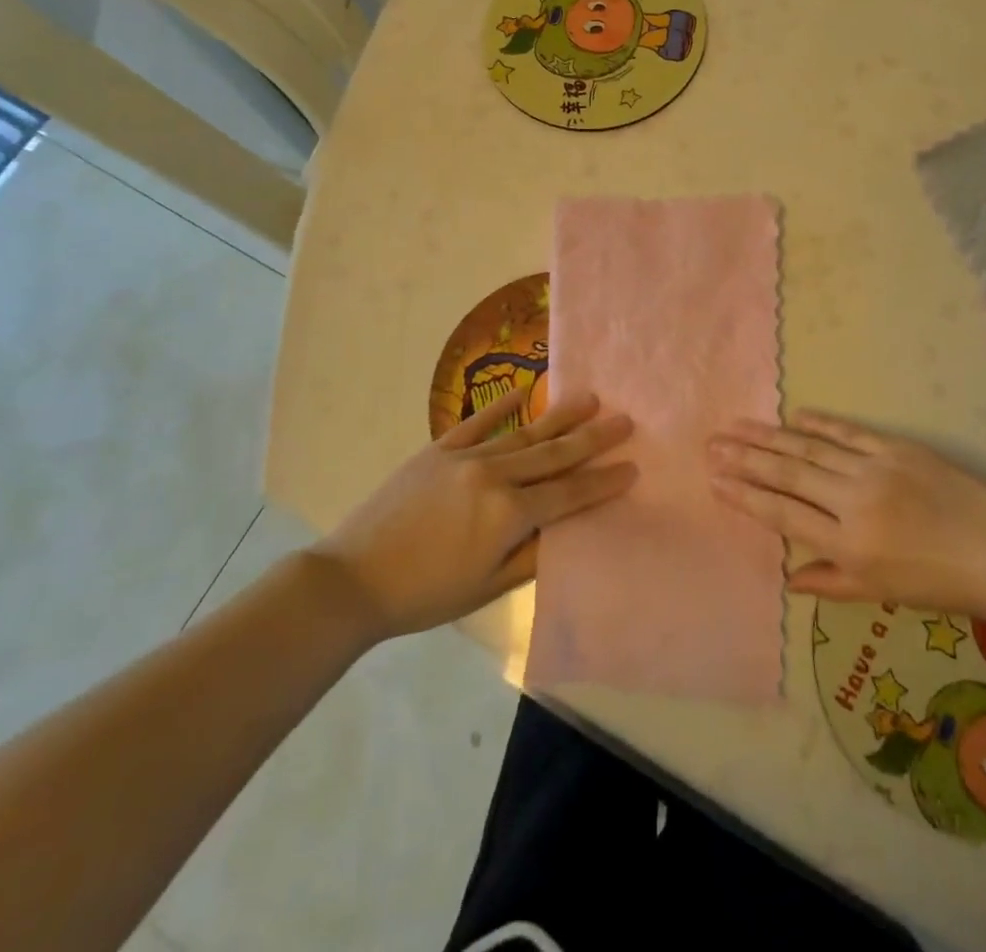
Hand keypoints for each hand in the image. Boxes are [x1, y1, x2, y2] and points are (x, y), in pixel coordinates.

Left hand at [320, 388, 634, 639]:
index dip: (602, 482)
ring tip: (590, 399)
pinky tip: (524, 390)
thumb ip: (532, 554)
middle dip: (593, 438)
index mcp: (508, 514)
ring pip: (523, 432)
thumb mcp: (487, 588)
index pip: (568, 493)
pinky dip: (502, 406)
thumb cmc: (425, 594)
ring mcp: (465, 457)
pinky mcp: (438, 450)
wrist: (353, 579)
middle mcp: (494, 475)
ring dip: (560, 416)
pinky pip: (478, 422)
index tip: (632, 466)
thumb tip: (567, 529)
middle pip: (553, 453)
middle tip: (625, 419)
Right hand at [709, 412, 985, 617]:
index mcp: (848, 545)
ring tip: (738, 427)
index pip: (783, 514)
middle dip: (746, 458)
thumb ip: (830, 582)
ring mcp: (875, 469)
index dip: (746, 496)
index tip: (716, 481)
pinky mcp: (897, 448)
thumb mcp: (883, 595)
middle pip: (788, 474)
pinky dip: (819, 424)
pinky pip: (849, 432)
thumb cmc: (942, 584)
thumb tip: (788, 577)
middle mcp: (853, 502)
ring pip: (810, 449)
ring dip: (770, 436)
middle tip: (713, 444)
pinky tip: (794, 416)